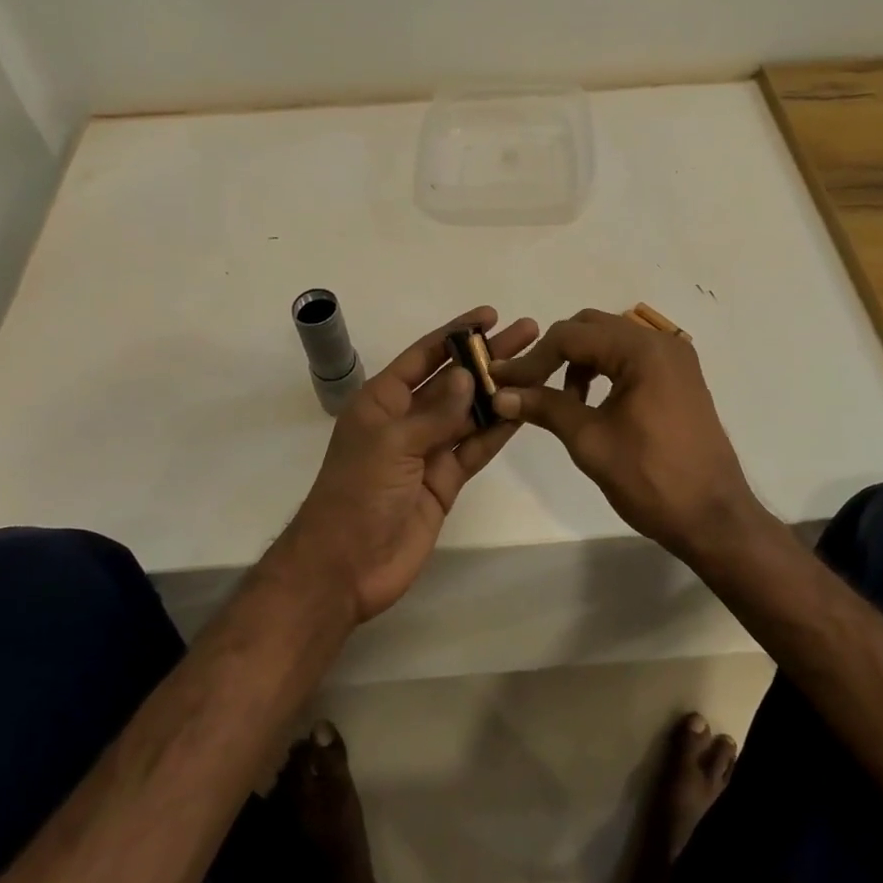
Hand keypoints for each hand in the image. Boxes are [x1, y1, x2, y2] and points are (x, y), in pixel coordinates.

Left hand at [285, 306, 537, 623]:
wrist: (345, 567)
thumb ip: (436, 412)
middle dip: (487, 357)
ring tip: (537, 367)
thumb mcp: (393, 444)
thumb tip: (470, 375)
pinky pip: (475, 447)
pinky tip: (524, 410)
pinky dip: (498, 431)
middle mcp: (406, 419)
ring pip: (469, 412)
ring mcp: (428, 450)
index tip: (490, 314)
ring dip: (499, 391)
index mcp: (382, 400)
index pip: (424, 355)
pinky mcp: (445, 481)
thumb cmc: (358, 493)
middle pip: (453, 380)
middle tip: (527, 333)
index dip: (456, 333)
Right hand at [491, 308, 763, 561]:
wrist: (714, 519)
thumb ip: (545, 407)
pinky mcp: (679, 377)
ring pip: (610, 340)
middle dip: (554, 352)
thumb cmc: (651, 479)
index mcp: (641, 350)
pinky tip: (591, 401)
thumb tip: (499, 394)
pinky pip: (630, 357)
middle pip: (591, 327)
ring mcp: (674, 358)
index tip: (501, 381)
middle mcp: (661, 342)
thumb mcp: (590, 441)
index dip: (532, 358)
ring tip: (561, 400)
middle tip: (527, 385)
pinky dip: (604, 369)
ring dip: (579, 361)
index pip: (571, 336)